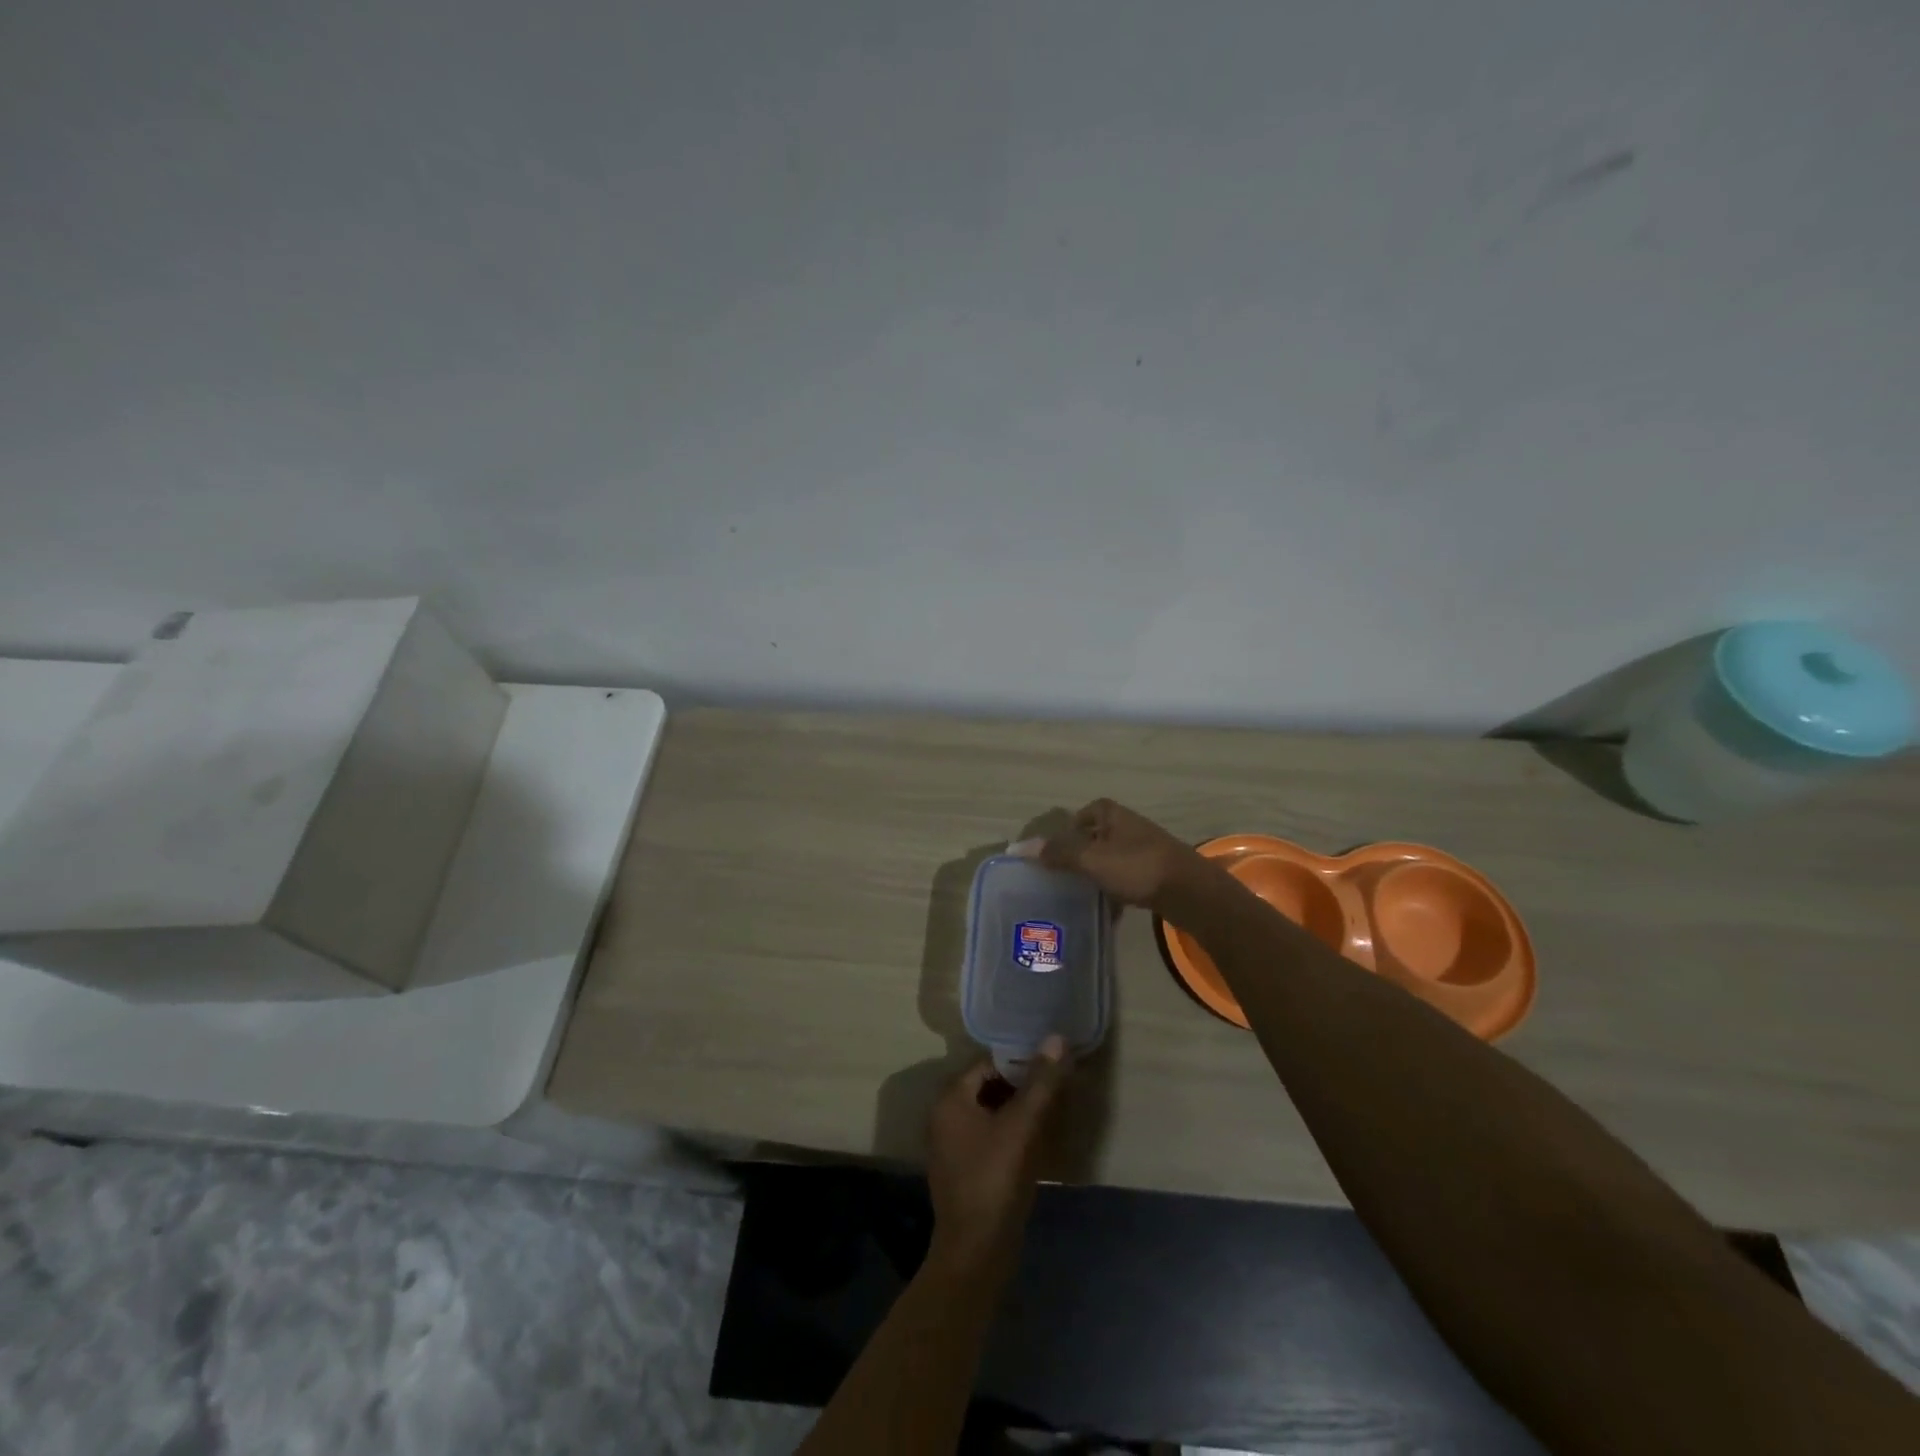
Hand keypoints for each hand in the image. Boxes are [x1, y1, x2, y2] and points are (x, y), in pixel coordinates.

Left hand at [925, 1038, 1071, 1270]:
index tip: (1051, 1063)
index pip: (988, 1063)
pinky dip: (1012, 1132)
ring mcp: (953, 1145)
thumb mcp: (1022, 1127)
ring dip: (1019, 1109)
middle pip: (989, 1085)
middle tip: (1056, 1084)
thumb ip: (1041, 1082)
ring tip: (1053, 1108)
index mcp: (951, 1098)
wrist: (976, 1253)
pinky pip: (990, 1136)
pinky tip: (1038, 1140)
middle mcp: (945, 1115)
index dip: (1020, 1060)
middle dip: (1022, 1084)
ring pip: (991, 1112)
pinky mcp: (964, 1169)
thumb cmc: (995, 1181)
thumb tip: (1057, 1038)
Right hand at [1018, 798, 1207, 913]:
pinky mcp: (1155, 873)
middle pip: (1094, 839)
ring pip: (1110, 861)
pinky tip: (1107, 913)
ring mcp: (1144, 850)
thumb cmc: (1137, 867)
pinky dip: (1115, 893)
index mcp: (1112, 814)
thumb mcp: (1091, 859)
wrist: (1190, 892)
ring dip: (1096, 877)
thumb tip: (1023, 848)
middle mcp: (1128, 827)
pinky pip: (1126, 880)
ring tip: (1079, 898)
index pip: (1083, 814)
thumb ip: (1059, 853)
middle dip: (1079, 857)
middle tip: (1061, 878)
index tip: (1054, 854)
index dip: (1068, 831)